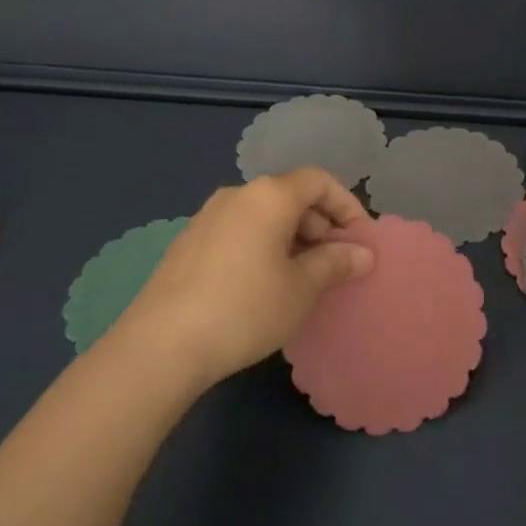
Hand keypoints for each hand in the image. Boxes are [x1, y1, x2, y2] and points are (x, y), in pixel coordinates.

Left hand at [112, 169, 373, 387]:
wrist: (161, 345)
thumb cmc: (245, 308)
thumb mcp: (301, 289)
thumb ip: (336, 263)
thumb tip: (363, 253)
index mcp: (269, 195)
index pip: (319, 180)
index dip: (346, 204)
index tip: (360, 239)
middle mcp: (237, 194)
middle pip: (290, 195)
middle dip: (320, 225)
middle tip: (335, 264)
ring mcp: (207, 216)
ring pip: (263, 215)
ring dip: (292, 238)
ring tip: (302, 278)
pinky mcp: (188, 242)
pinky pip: (239, 231)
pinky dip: (262, 246)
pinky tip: (263, 286)